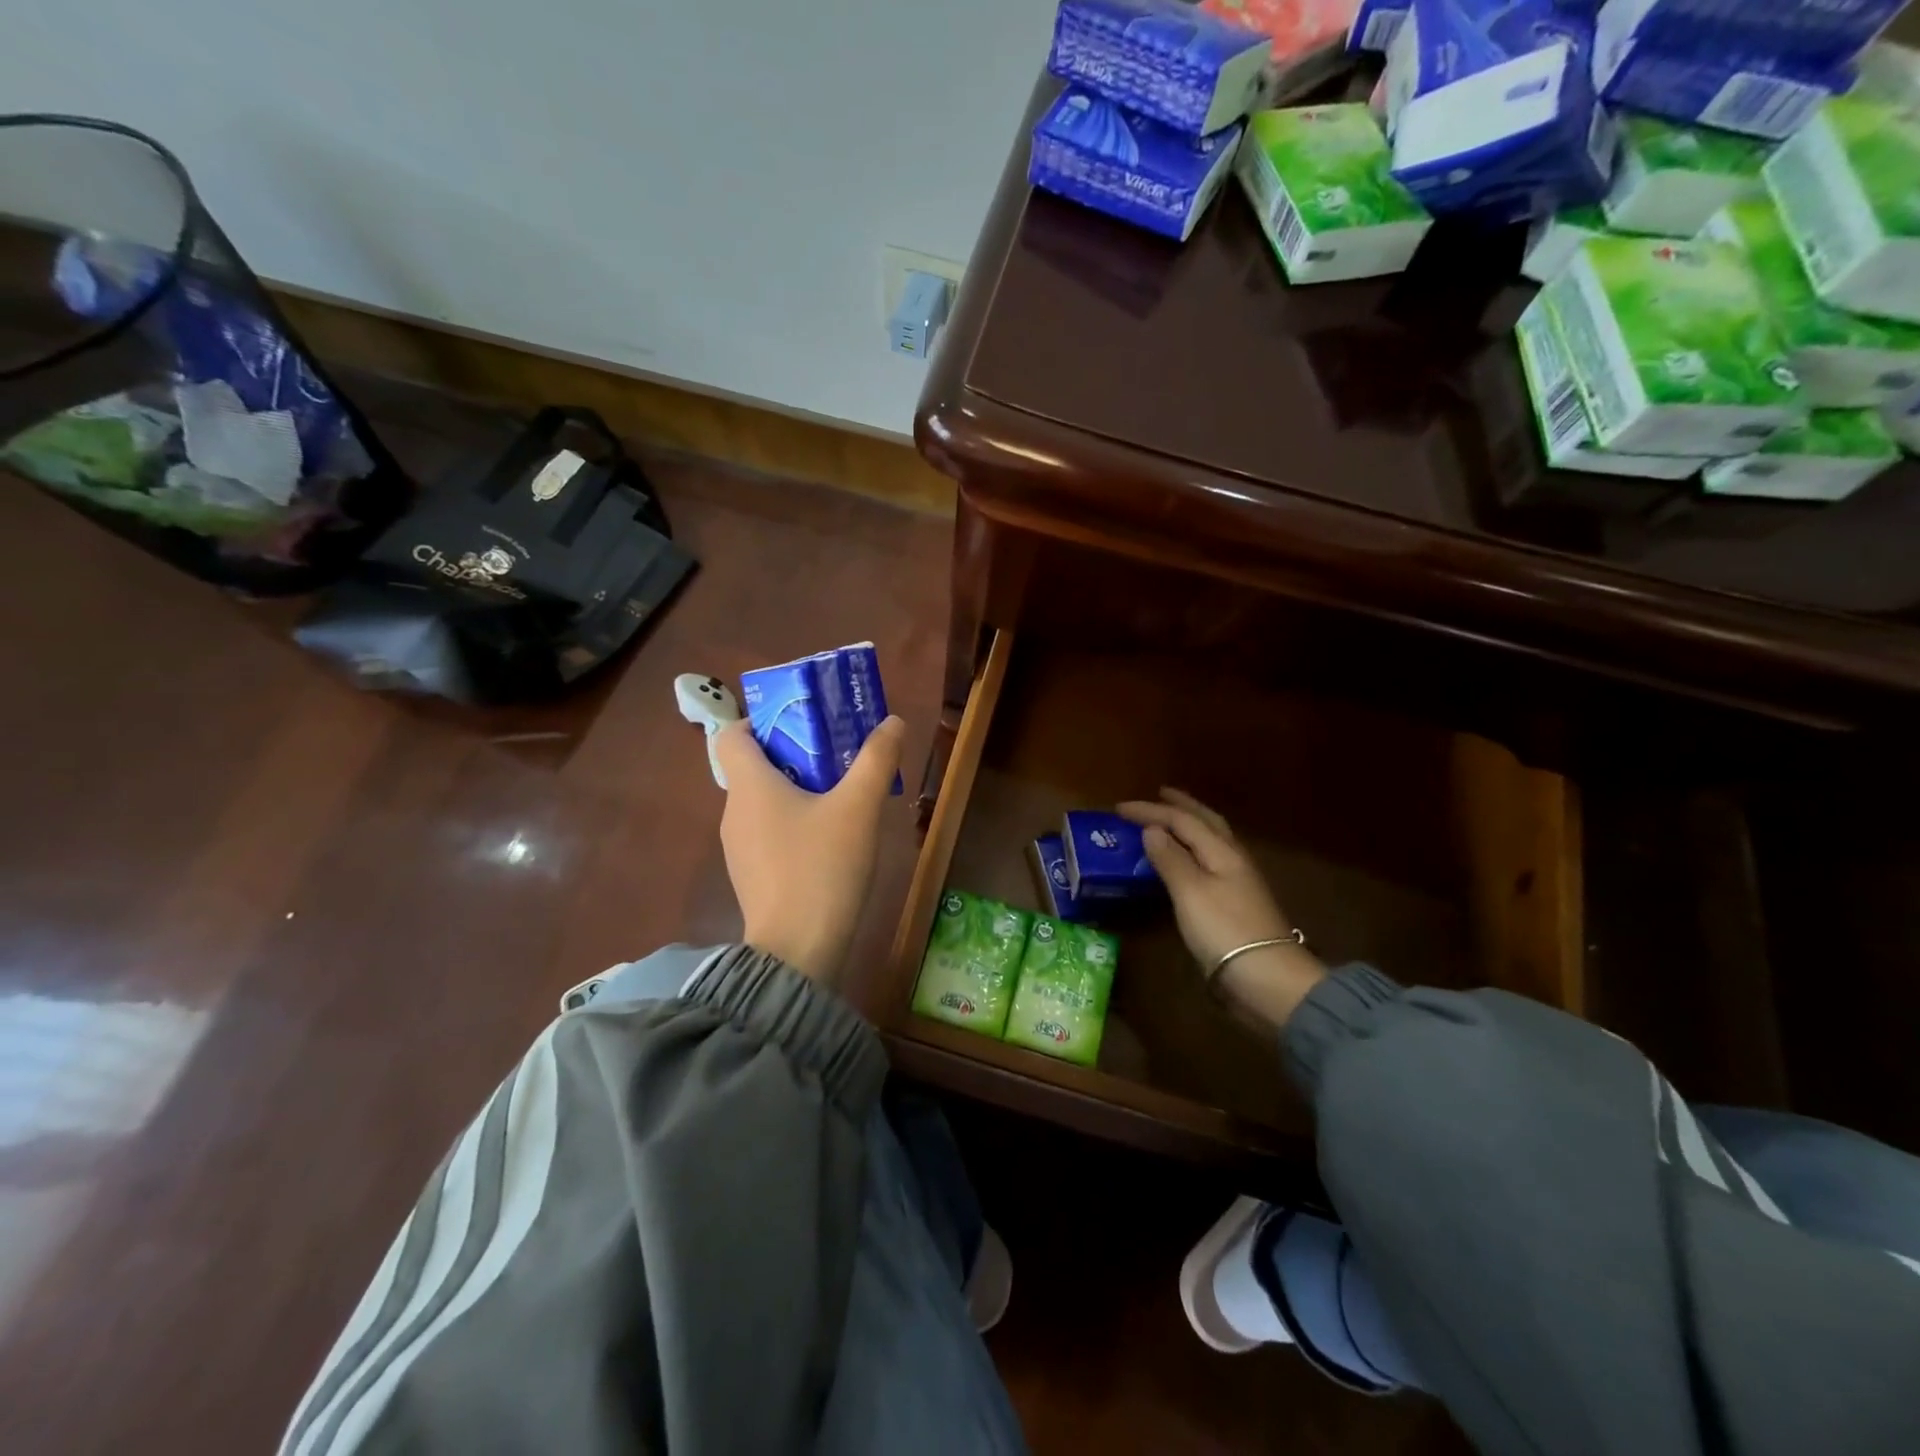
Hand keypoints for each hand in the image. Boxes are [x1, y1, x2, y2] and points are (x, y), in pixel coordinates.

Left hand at [713, 717, 906, 983]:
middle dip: (794, 752)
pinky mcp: (752, 876)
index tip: (801, 722)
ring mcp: (739, 848)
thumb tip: (891, 721)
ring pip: (763, 801)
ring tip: (841, 793)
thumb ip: (876, 760)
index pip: (731, 734)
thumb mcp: (858, 808)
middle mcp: (734, 812)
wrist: (797, 952)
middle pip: (753, 766)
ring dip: (796, 789)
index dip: (760, 721)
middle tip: (837, 752)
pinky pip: (768, 832)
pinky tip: (830, 838)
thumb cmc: (822, 868)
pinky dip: (793, 822)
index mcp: (749, 786)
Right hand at [1117, 788, 1326, 1030]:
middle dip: (1181, 806)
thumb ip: (1170, 858)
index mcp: (1222, 851)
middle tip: (1159, 794)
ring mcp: (1237, 882)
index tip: (1119, 808)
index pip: (1182, 820)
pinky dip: (1191, 851)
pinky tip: (1183, 861)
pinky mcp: (1234, 904)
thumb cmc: (1224, 930)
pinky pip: (1208, 862)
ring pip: (1210, 842)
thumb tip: (1152, 829)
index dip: (1150, 811)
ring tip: (1168, 822)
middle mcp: (1232, 859)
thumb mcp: (1190, 891)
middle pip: (1206, 823)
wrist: (1266, 978)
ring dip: (1188, 826)